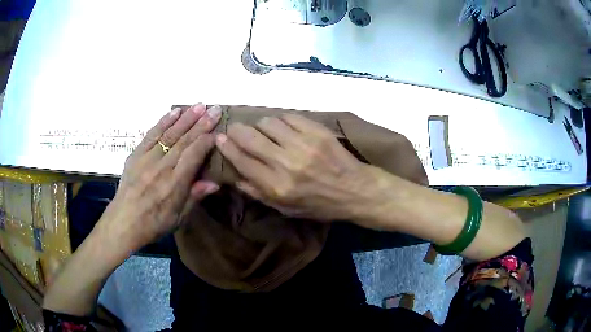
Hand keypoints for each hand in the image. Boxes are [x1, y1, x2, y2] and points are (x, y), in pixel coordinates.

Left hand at [97, 103, 221, 254]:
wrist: (123, 222)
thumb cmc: (153, 224)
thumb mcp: (178, 218)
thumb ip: (194, 197)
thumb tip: (215, 183)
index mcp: (174, 184)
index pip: (194, 155)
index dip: (207, 141)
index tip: (218, 130)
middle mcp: (162, 167)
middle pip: (184, 140)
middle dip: (201, 123)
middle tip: (215, 108)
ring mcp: (147, 158)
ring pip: (169, 134)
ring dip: (185, 118)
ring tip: (199, 105)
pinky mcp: (136, 155)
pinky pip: (151, 135)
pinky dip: (163, 122)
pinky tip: (174, 112)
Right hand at [216, 113, 377, 221]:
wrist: (355, 190)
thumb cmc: (319, 204)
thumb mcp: (286, 209)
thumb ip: (258, 193)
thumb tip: (235, 176)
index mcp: (277, 187)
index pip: (242, 161)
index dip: (227, 148)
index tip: (219, 139)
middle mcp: (287, 164)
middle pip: (250, 138)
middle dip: (236, 130)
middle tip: (234, 129)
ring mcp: (303, 144)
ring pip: (268, 123)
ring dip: (260, 125)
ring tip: (264, 131)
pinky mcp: (317, 131)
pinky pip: (289, 116)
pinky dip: (281, 120)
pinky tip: (283, 127)